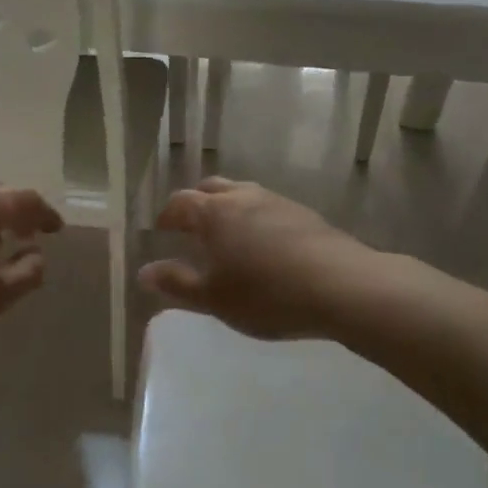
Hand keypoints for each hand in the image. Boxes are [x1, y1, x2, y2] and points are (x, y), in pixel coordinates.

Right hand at [138, 177, 371, 340]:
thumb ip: (176, 284)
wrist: (343, 287)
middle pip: (212, 188)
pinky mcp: (306, 214)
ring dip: (228, 208)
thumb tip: (144, 273)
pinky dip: (255, 218)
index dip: (168, 216)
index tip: (162, 230)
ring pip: (243, 194)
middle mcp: (244, 197)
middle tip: (191, 227)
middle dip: (196, 203)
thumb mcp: (214, 299)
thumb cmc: (267, 295)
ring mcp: (278, 202)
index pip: (181, 203)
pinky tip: (264, 244)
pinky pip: (268, 208)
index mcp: (214, 213)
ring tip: (227, 235)